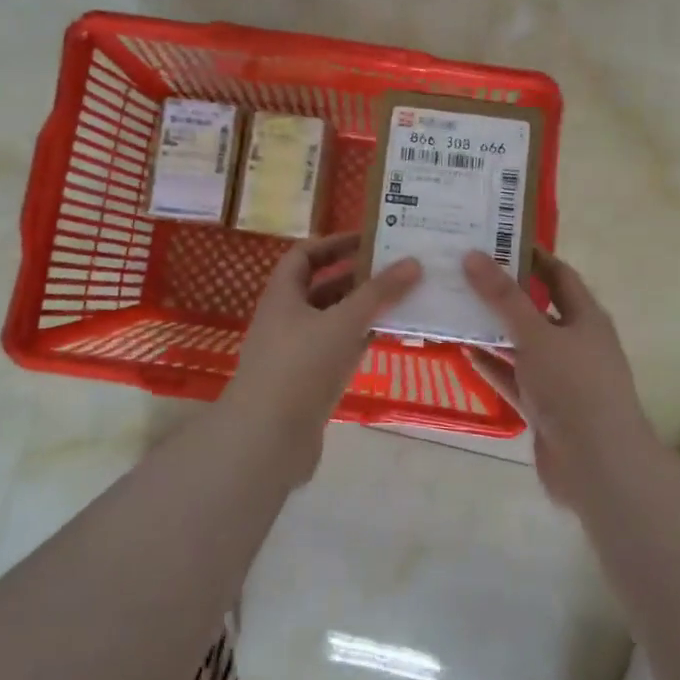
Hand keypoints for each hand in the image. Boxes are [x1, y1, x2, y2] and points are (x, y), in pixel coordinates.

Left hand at [222, 233, 420, 469]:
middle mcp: (286, 319)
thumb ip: (378, 292)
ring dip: (362, 310)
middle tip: (396, 269)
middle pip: (322, 288)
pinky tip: (388, 337)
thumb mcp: (343, 321)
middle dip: (356, 277)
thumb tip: (413, 261)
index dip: (334, 243)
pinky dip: (359, 341)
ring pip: (332, 321)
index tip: (370, 240)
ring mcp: (296, 353)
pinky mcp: (308, 383)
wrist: (266, 439)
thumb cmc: (300, 366)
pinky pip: (337, 351)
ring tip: (401, 299)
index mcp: (283, 295)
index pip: (305, 255)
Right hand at [462, 249, 659, 504]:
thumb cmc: (574, 388)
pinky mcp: (543, 407)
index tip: (494, 239)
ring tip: (454, 307)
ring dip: (493, 330)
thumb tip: (473, 255)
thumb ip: (503, 298)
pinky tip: (463, 351)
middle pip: (535, 308)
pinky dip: (492, 365)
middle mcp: (574, 343)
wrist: (598, 467)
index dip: (530, 256)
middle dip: (503, 293)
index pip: (558, 274)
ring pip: (521, 345)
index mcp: (585, 318)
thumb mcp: (536, 335)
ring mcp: (559, 378)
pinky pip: (513, 378)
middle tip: (463, 272)